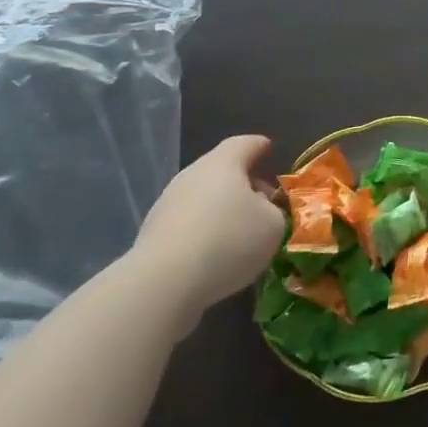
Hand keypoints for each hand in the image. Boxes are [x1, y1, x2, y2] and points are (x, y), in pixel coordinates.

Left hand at [132, 135, 284, 311]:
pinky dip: (205, 231)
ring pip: (203, 198)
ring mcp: (167, 204)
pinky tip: (217, 253)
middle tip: (264, 201)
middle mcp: (192, 175)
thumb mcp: (273, 225)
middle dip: (244, 183)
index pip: (245, 144)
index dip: (259, 146)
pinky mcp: (153, 234)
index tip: (269, 149)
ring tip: (242, 232)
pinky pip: (188, 223)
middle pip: (221, 170)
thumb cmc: (229, 240)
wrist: (163, 283)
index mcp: (223, 163)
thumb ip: (274, 211)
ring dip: (223, 209)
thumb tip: (262, 210)